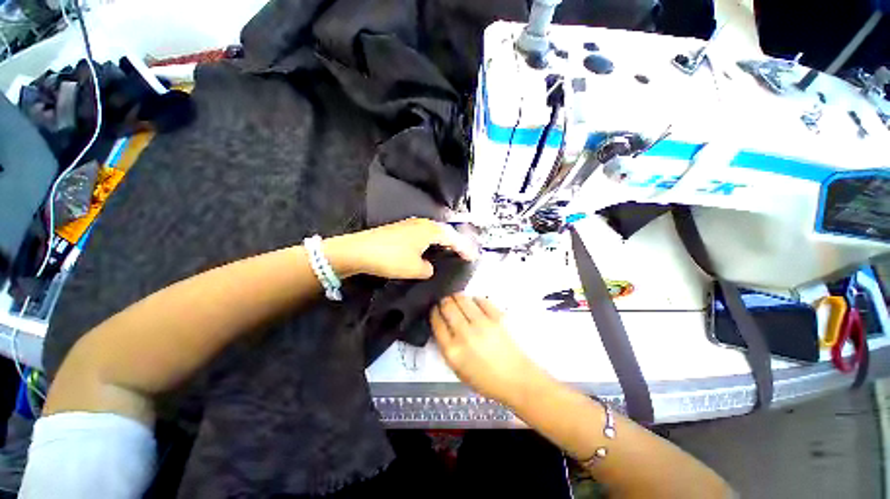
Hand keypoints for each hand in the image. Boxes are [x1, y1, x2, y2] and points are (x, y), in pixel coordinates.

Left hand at [324, 218, 476, 279]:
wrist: (359, 250)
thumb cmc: (391, 258)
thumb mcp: (415, 269)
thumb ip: (428, 268)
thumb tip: (428, 266)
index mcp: (431, 230)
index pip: (453, 238)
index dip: (464, 248)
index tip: (473, 257)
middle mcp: (423, 223)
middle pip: (445, 231)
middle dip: (456, 242)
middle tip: (465, 252)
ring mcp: (411, 224)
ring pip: (434, 231)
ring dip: (444, 240)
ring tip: (451, 250)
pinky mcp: (401, 229)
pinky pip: (424, 233)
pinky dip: (432, 240)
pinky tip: (430, 247)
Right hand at [431, 294, 544, 404]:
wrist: (516, 380)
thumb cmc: (486, 379)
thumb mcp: (458, 369)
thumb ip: (447, 346)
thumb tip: (443, 325)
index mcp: (452, 351)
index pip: (437, 322)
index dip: (434, 312)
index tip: (436, 309)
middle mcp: (465, 334)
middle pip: (447, 306)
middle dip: (444, 301)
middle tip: (446, 302)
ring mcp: (482, 323)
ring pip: (462, 299)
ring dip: (457, 297)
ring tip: (459, 300)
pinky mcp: (497, 317)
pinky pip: (481, 300)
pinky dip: (475, 300)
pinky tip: (475, 304)